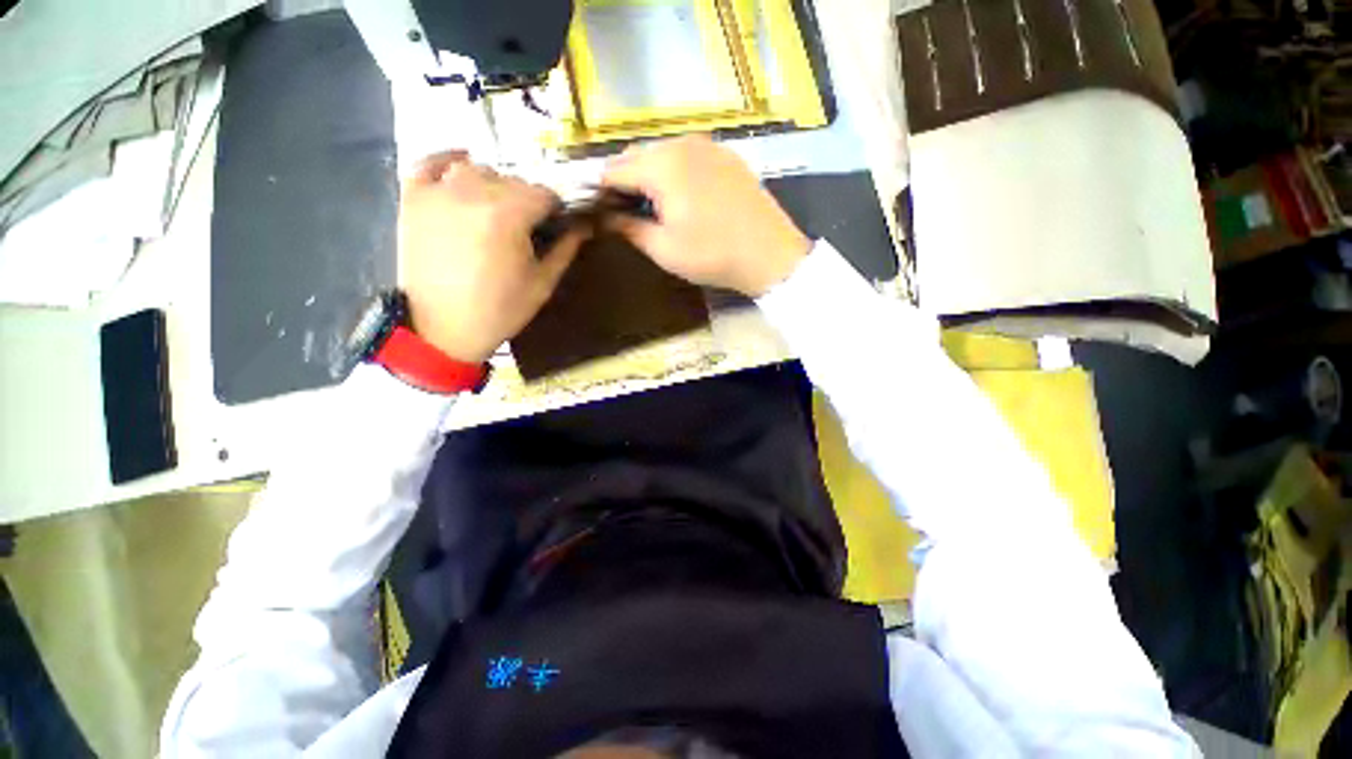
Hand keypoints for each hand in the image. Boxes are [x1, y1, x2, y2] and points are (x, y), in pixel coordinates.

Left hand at [397, 152, 585, 363]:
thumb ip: (565, 250)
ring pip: (476, 168)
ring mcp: (439, 191)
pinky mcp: (413, 198)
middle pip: (512, 180)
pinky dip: (447, 161)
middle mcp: (473, 192)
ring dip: (492, 184)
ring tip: (494, 209)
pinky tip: (460, 169)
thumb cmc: (500, 310)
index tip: (556, 224)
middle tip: (526, 226)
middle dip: (526, 200)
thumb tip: (584, 227)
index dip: (555, 209)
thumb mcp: (542, 283)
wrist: (442, 329)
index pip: (544, 193)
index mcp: (509, 215)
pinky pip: (428, 162)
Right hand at [601, 135, 810, 296]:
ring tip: (652, 208)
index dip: (600, 191)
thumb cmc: (712, 255)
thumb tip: (605, 218)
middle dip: (625, 181)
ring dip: (650, 176)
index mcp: (662, 164)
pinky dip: (675, 173)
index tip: (597, 212)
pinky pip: (689, 157)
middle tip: (624, 213)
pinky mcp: (727, 156)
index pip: (614, 169)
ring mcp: (709, 146)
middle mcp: (683, 143)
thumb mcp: (664, 249)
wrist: (770, 254)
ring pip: (663, 154)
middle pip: (638, 156)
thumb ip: (628, 228)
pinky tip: (681, 198)